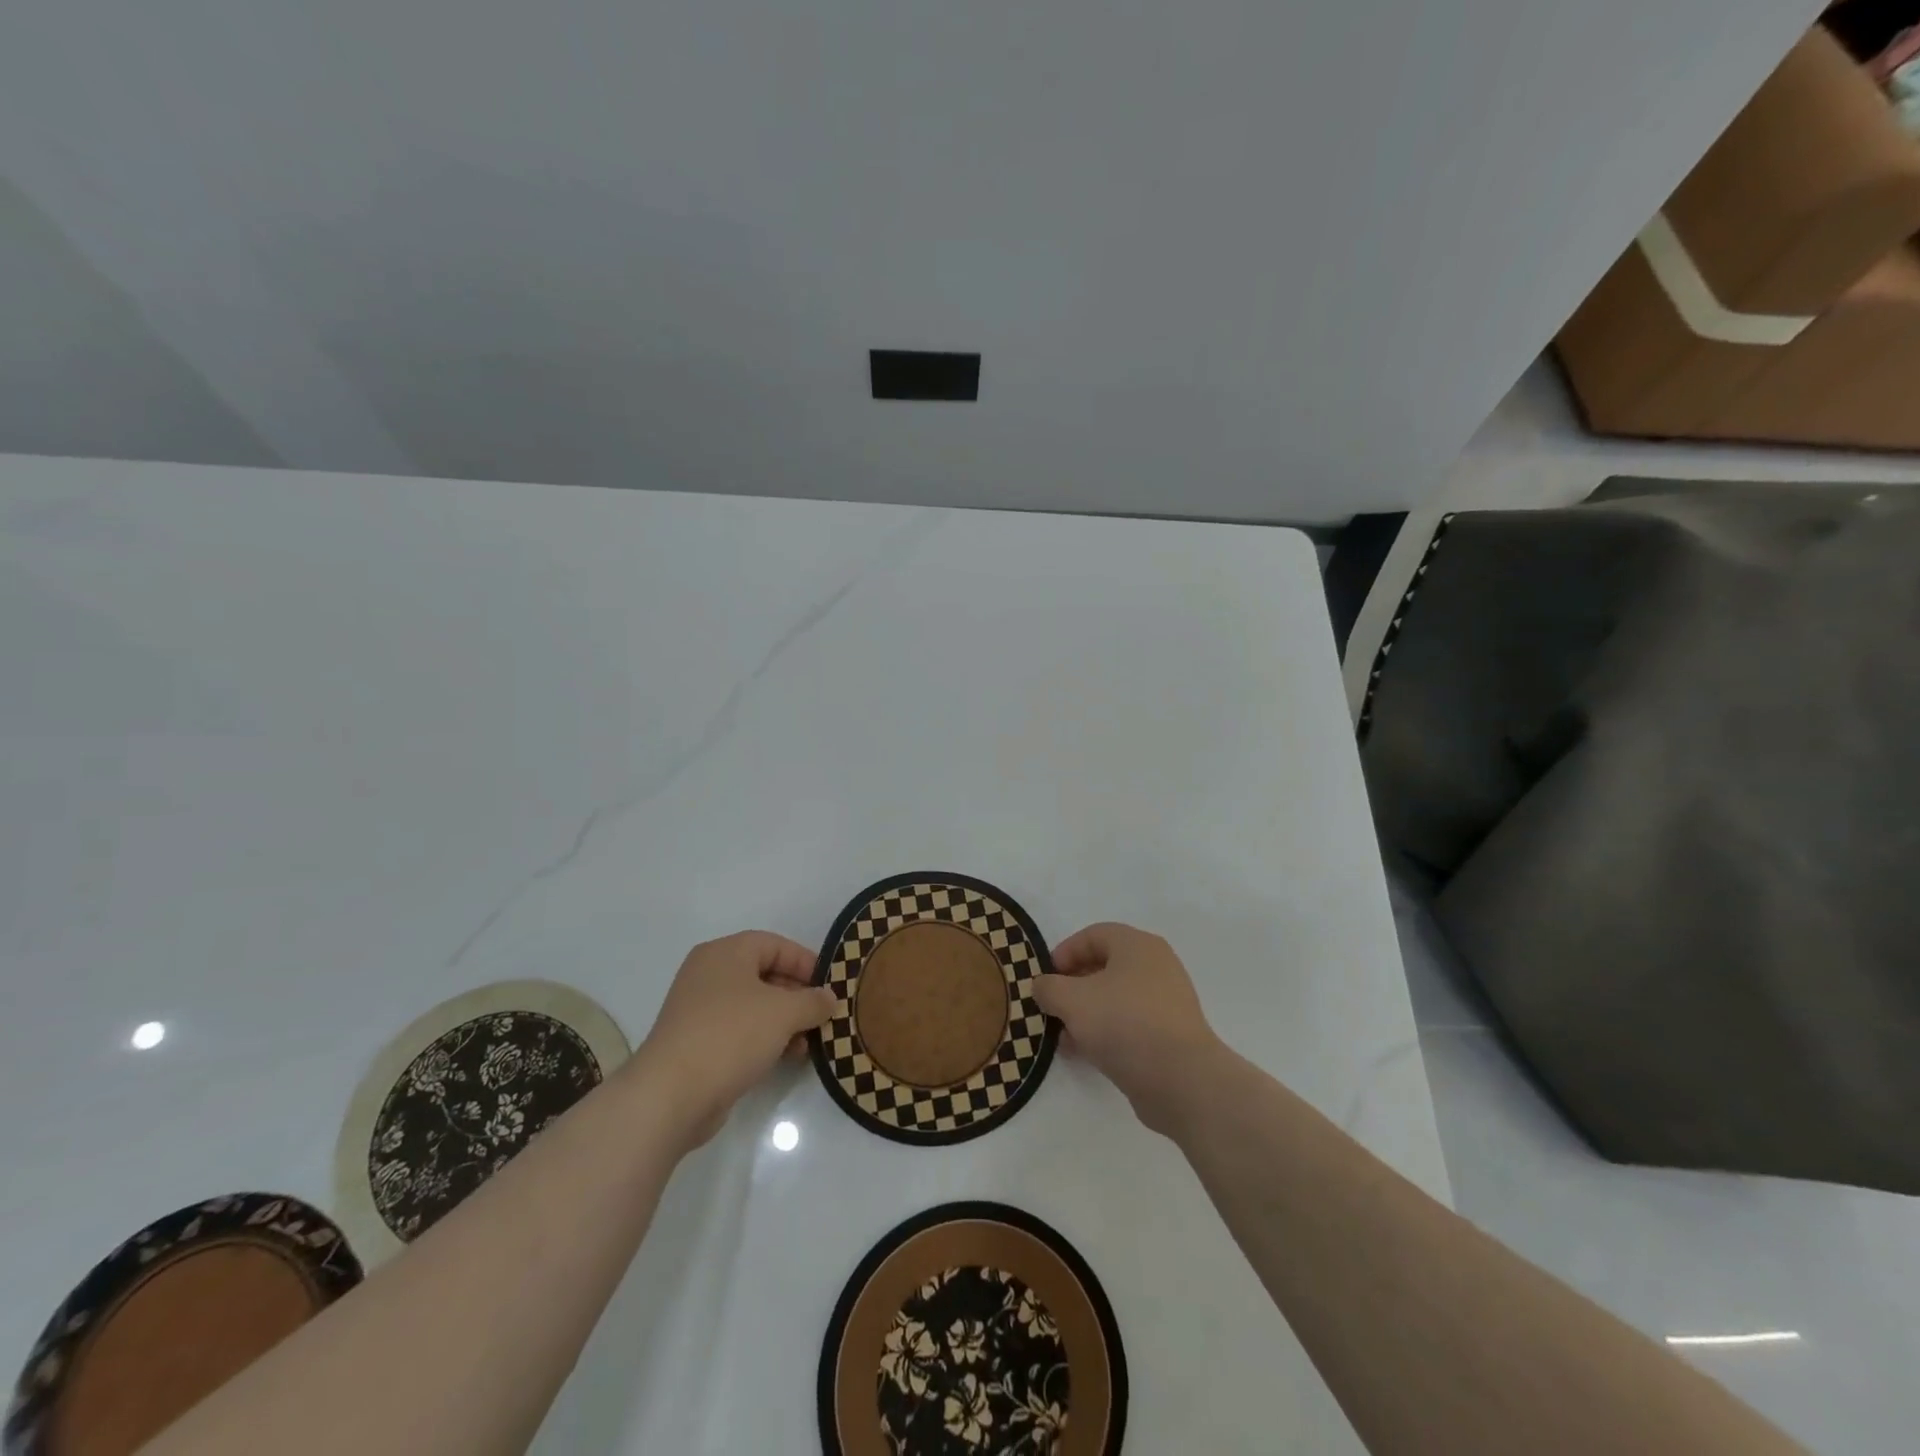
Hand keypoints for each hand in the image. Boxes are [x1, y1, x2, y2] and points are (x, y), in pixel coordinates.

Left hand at [635, 931, 836, 1148]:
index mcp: (725, 954)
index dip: (805, 962)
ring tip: (809, 1042)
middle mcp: (709, 975)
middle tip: (823, 1015)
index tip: (829, 985)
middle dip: (797, 995)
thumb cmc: (731, 1036)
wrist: (671, 1096)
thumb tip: (829, 998)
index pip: (774, 945)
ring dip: (784, 1021)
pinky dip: (765, 1038)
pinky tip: (786, 1057)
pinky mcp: (697, 1043)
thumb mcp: (783, 1013)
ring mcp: (699, 1010)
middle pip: (764, 974)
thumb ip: (812, 1001)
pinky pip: (740, 1031)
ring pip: (753, 1006)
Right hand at [1033, 922, 1224, 1135]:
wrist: (1181, 1080)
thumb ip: (1049, 988)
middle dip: (1073, 987)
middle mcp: (1156, 967)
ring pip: (1115, 999)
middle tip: (1051, 1007)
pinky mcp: (1169, 1036)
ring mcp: (1166, 1003)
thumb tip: (1043, 986)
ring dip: (1086, 1014)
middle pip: (1104, 967)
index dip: (1064, 952)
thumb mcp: (1072, 1000)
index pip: (1094, 935)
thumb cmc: (1124, 1023)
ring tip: (1062, 1036)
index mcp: (1137, 946)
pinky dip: (1105, 1033)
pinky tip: (1084, 1053)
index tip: (1044, 978)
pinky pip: (1129, 1025)